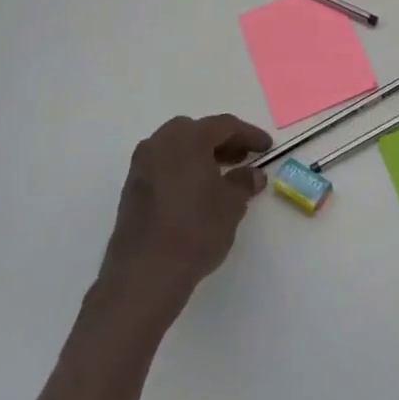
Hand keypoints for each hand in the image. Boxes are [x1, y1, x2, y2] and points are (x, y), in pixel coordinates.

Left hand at [96, 114, 271, 316]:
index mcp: (187, 139)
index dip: (249, 134)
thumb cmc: (195, 230)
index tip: (266, 147)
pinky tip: (197, 190)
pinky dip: (183, 169)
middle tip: (243, 157)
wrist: (145, 274)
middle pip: (196, 131)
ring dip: (201, 155)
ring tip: (222, 174)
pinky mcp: (132, 189)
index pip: (224, 125)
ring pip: (176, 147)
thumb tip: (253, 175)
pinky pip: (164, 166)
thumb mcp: (231, 205)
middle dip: (222, 141)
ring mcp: (141, 166)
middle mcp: (160, 144)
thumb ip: (244, 182)